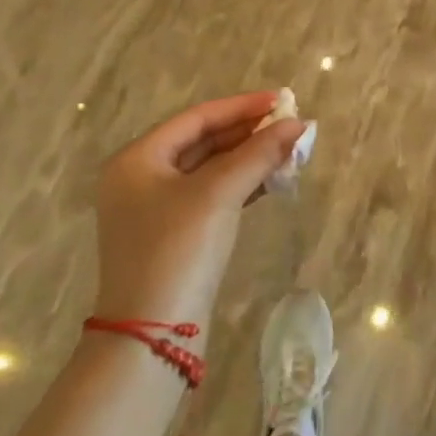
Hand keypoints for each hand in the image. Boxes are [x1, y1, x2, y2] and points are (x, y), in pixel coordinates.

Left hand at [91, 92, 309, 328]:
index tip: (281, 100)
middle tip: (290, 125)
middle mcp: (141, 179)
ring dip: (249, 158)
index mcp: (137, 159)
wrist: (153, 336)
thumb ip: (258, 154)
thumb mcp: (219, 194)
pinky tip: (272, 180)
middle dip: (248, 133)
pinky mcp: (174, 236)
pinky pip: (212, 195)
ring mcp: (156, 210)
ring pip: (210, 169)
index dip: (241, 106)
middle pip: (203, 141)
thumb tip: (298, 124)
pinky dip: (241, 185)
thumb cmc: (178, 250)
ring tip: (289, 150)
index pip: (197, 118)